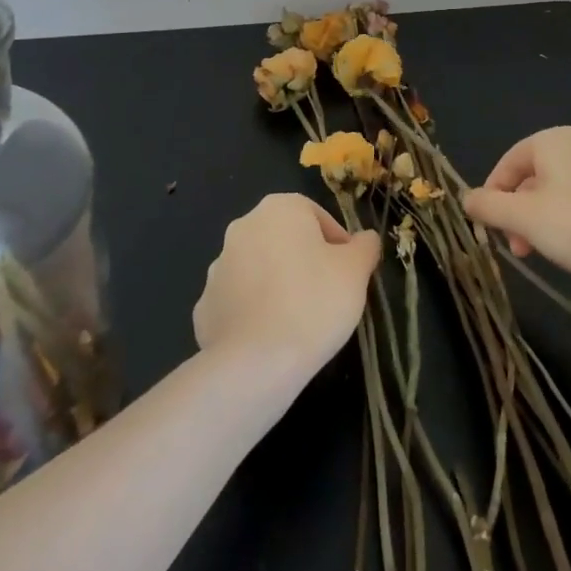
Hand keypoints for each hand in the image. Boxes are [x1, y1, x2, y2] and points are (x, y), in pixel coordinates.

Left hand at [194, 194, 380, 374]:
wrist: (256, 362)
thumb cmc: (314, 303)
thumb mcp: (356, 270)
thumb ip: (365, 247)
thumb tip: (365, 239)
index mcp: (279, 209)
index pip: (318, 217)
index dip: (338, 245)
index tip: (349, 274)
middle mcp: (243, 227)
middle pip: (286, 240)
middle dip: (306, 262)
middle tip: (328, 295)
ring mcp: (219, 266)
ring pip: (261, 269)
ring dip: (278, 284)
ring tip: (300, 320)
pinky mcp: (205, 304)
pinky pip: (239, 300)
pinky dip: (254, 312)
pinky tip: (271, 336)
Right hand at [463, 127, 570, 288]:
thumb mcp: (524, 218)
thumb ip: (488, 206)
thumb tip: (466, 198)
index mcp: (552, 141)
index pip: (506, 164)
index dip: (491, 196)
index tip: (489, 230)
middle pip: (531, 179)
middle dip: (517, 214)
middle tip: (517, 249)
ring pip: (555, 194)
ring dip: (540, 223)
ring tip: (542, 255)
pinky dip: (567, 224)